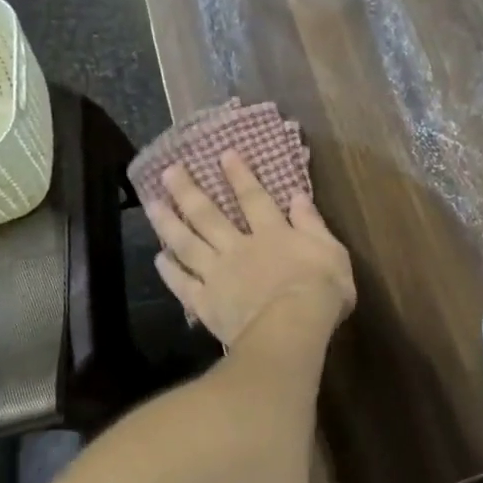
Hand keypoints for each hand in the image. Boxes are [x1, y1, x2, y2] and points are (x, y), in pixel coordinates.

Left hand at [146, 152, 355, 347]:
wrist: (292, 327)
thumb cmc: (321, 290)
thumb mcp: (330, 250)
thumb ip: (312, 223)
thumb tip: (297, 195)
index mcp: (272, 233)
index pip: (253, 197)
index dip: (239, 175)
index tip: (223, 154)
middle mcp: (239, 247)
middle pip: (208, 215)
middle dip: (188, 191)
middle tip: (168, 171)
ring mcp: (218, 275)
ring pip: (187, 244)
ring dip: (167, 223)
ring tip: (152, 204)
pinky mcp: (206, 303)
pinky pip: (183, 284)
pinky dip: (169, 271)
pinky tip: (158, 258)